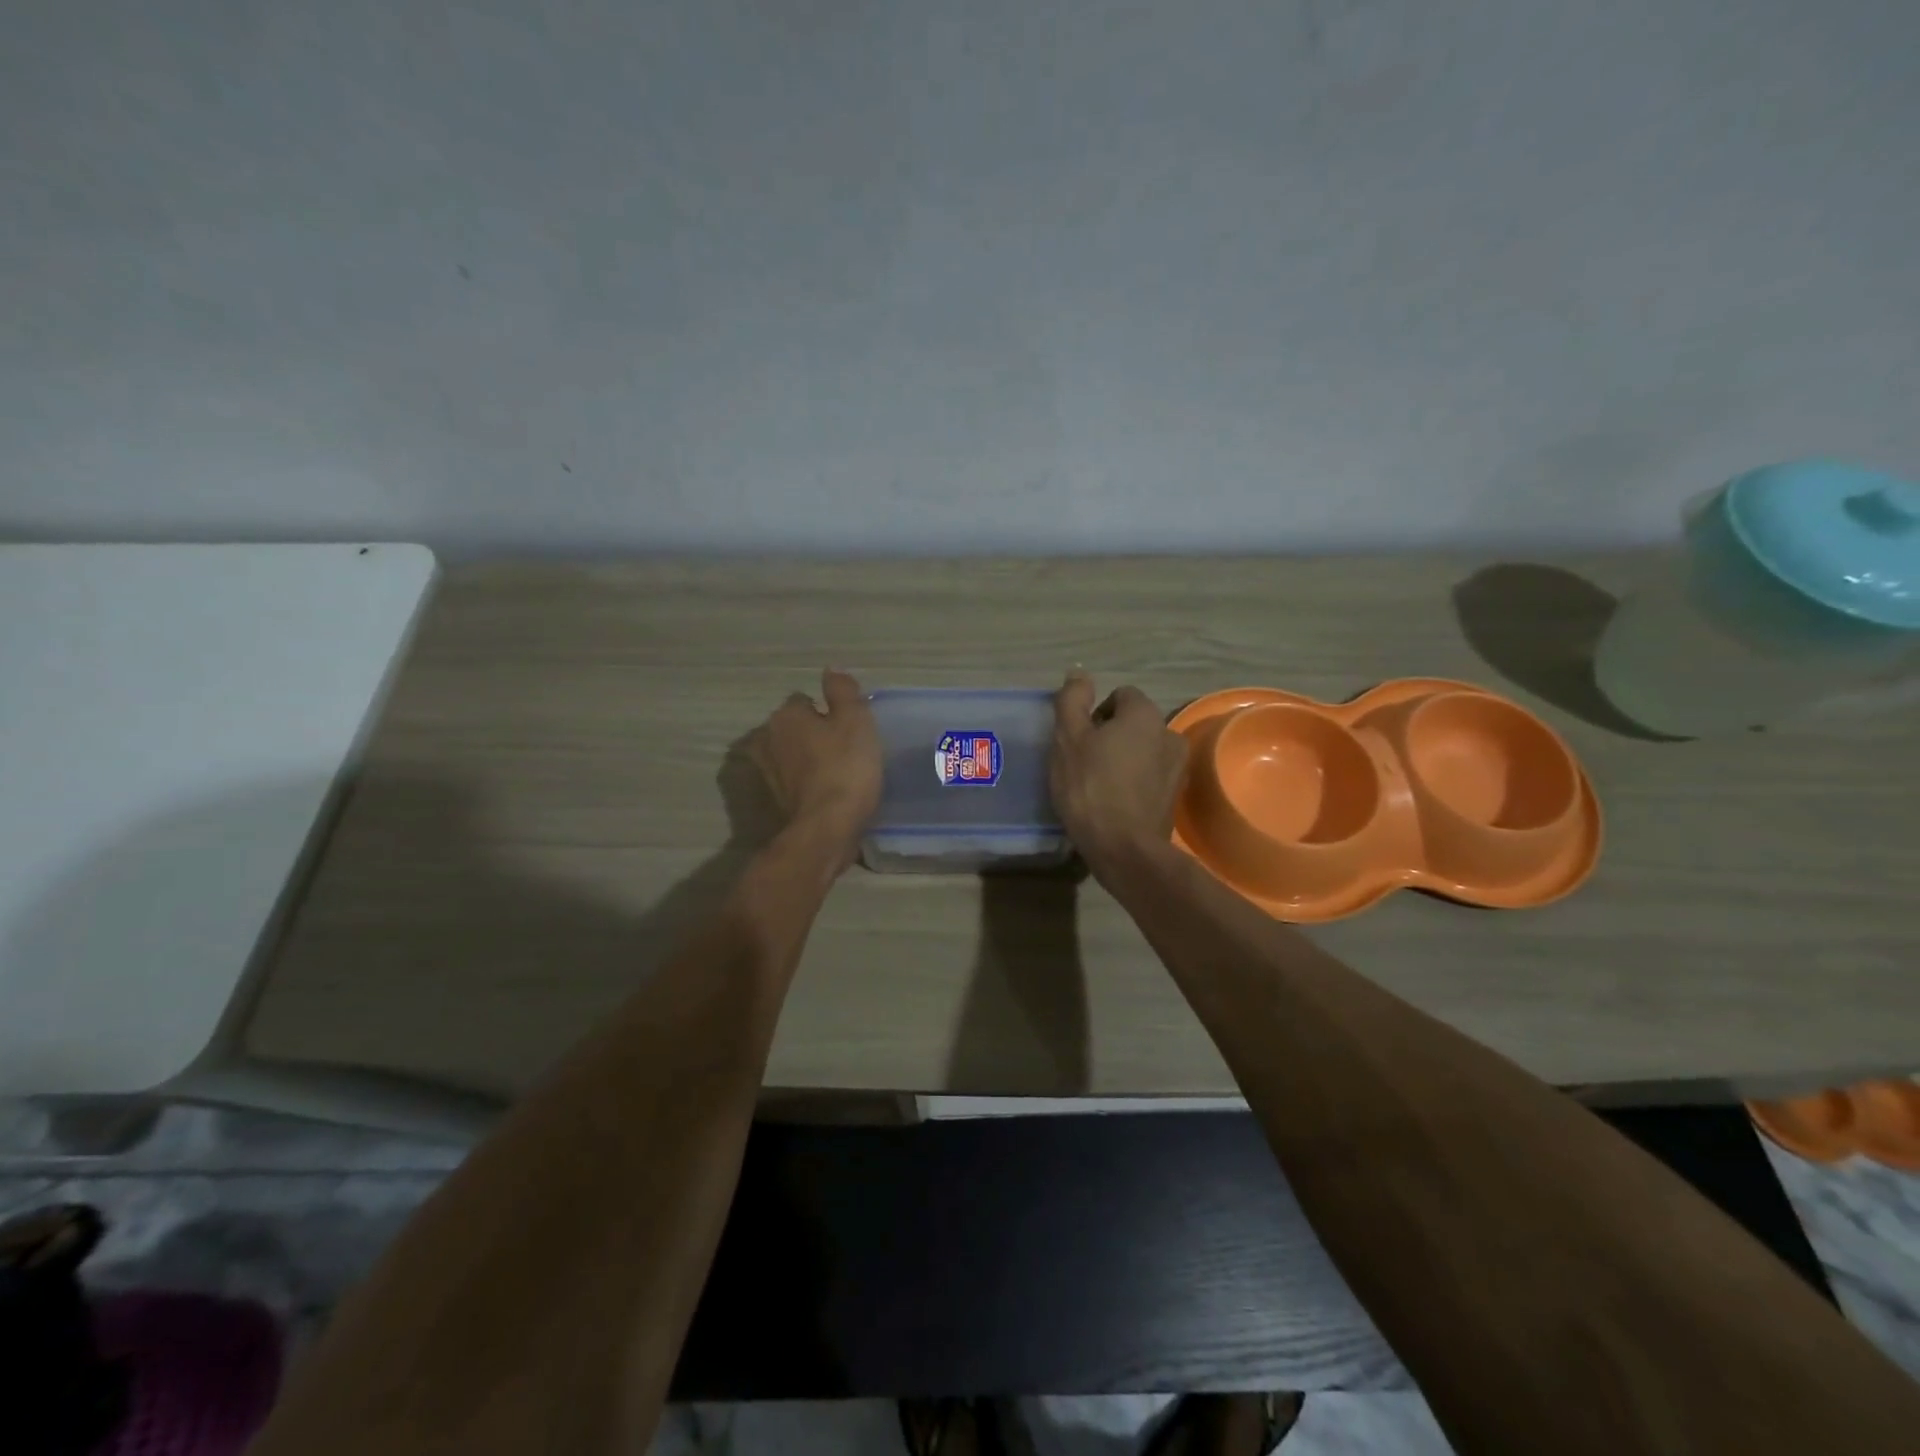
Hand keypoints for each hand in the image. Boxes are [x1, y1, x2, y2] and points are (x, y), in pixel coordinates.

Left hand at [749, 669, 883, 867]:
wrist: (827, 828)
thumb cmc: (846, 767)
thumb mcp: (856, 720)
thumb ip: (843, 691)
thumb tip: (831, 669)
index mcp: (785, 715)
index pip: (805, 701)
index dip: (828, 712)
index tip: (848, 728)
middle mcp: (767, 739)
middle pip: (794, 727)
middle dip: (813, 734)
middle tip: (845, 749)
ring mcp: (767, 772)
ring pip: (791, 755)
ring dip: (807, 759)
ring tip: (837, 772)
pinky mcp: (773, 800)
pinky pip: (792, 781)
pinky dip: (804, 783)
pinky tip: (826, 792)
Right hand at [1050, 671, 1188, 878]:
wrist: (1124, 849)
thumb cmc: (1090, 787)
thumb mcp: (1068, 739)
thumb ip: (1072, 700)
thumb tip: (1078, 672)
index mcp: (1145, 715)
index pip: (1121, 695)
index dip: (1095, 713)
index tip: (1079, 739)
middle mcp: (1169, 734)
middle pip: (1133, 723)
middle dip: (1110, 736)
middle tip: (1084, 762)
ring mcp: (1177, 768)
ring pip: (1143, 750)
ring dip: (1123, 759)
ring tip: (1099, 784)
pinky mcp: (1175, 796)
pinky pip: (1149, 776)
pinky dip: (1133, 782)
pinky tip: (1114, 802)